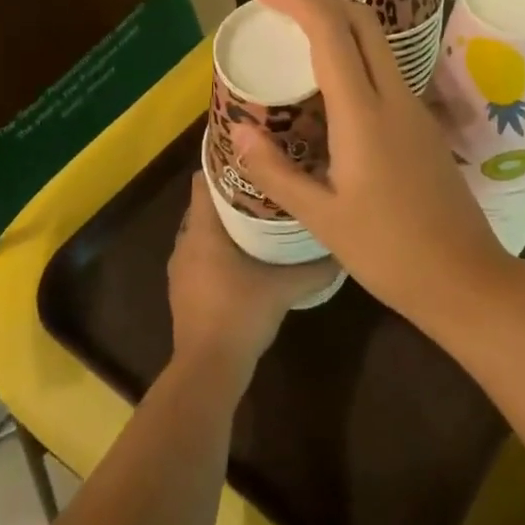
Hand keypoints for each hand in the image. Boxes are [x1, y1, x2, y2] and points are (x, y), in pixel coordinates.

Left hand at [167, 172, 334, 376]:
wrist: (208, 368)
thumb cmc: (241, 314)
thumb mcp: (286, 287)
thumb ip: (316, 267)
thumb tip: (343, 248)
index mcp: (203, 230)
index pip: (203, 179)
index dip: (225, 164)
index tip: (253, 156)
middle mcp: (185, 242)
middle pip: (205, 204)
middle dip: (233, 192)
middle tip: (268, 183)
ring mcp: (181, 268)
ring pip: (203, 230)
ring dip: (226, 222)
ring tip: (261, 215)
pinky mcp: (184, 289)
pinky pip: (201, 254)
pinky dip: (220, 247)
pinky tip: (248, 254)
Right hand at [229, 0, 510, 323]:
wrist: (464, 276)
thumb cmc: (389, 252)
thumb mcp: (322, 217)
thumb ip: (276, 171)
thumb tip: (238, 129)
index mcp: (364, 114)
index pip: (331, 31)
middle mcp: (394, 97)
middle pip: (361, 21)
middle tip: (276, 5)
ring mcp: (414, 108)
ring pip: (377, 43)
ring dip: (338, 24)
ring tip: (296, 36)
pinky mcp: (422, 124)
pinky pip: (384, 70)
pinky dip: (353, 54)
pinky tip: (329, 83)